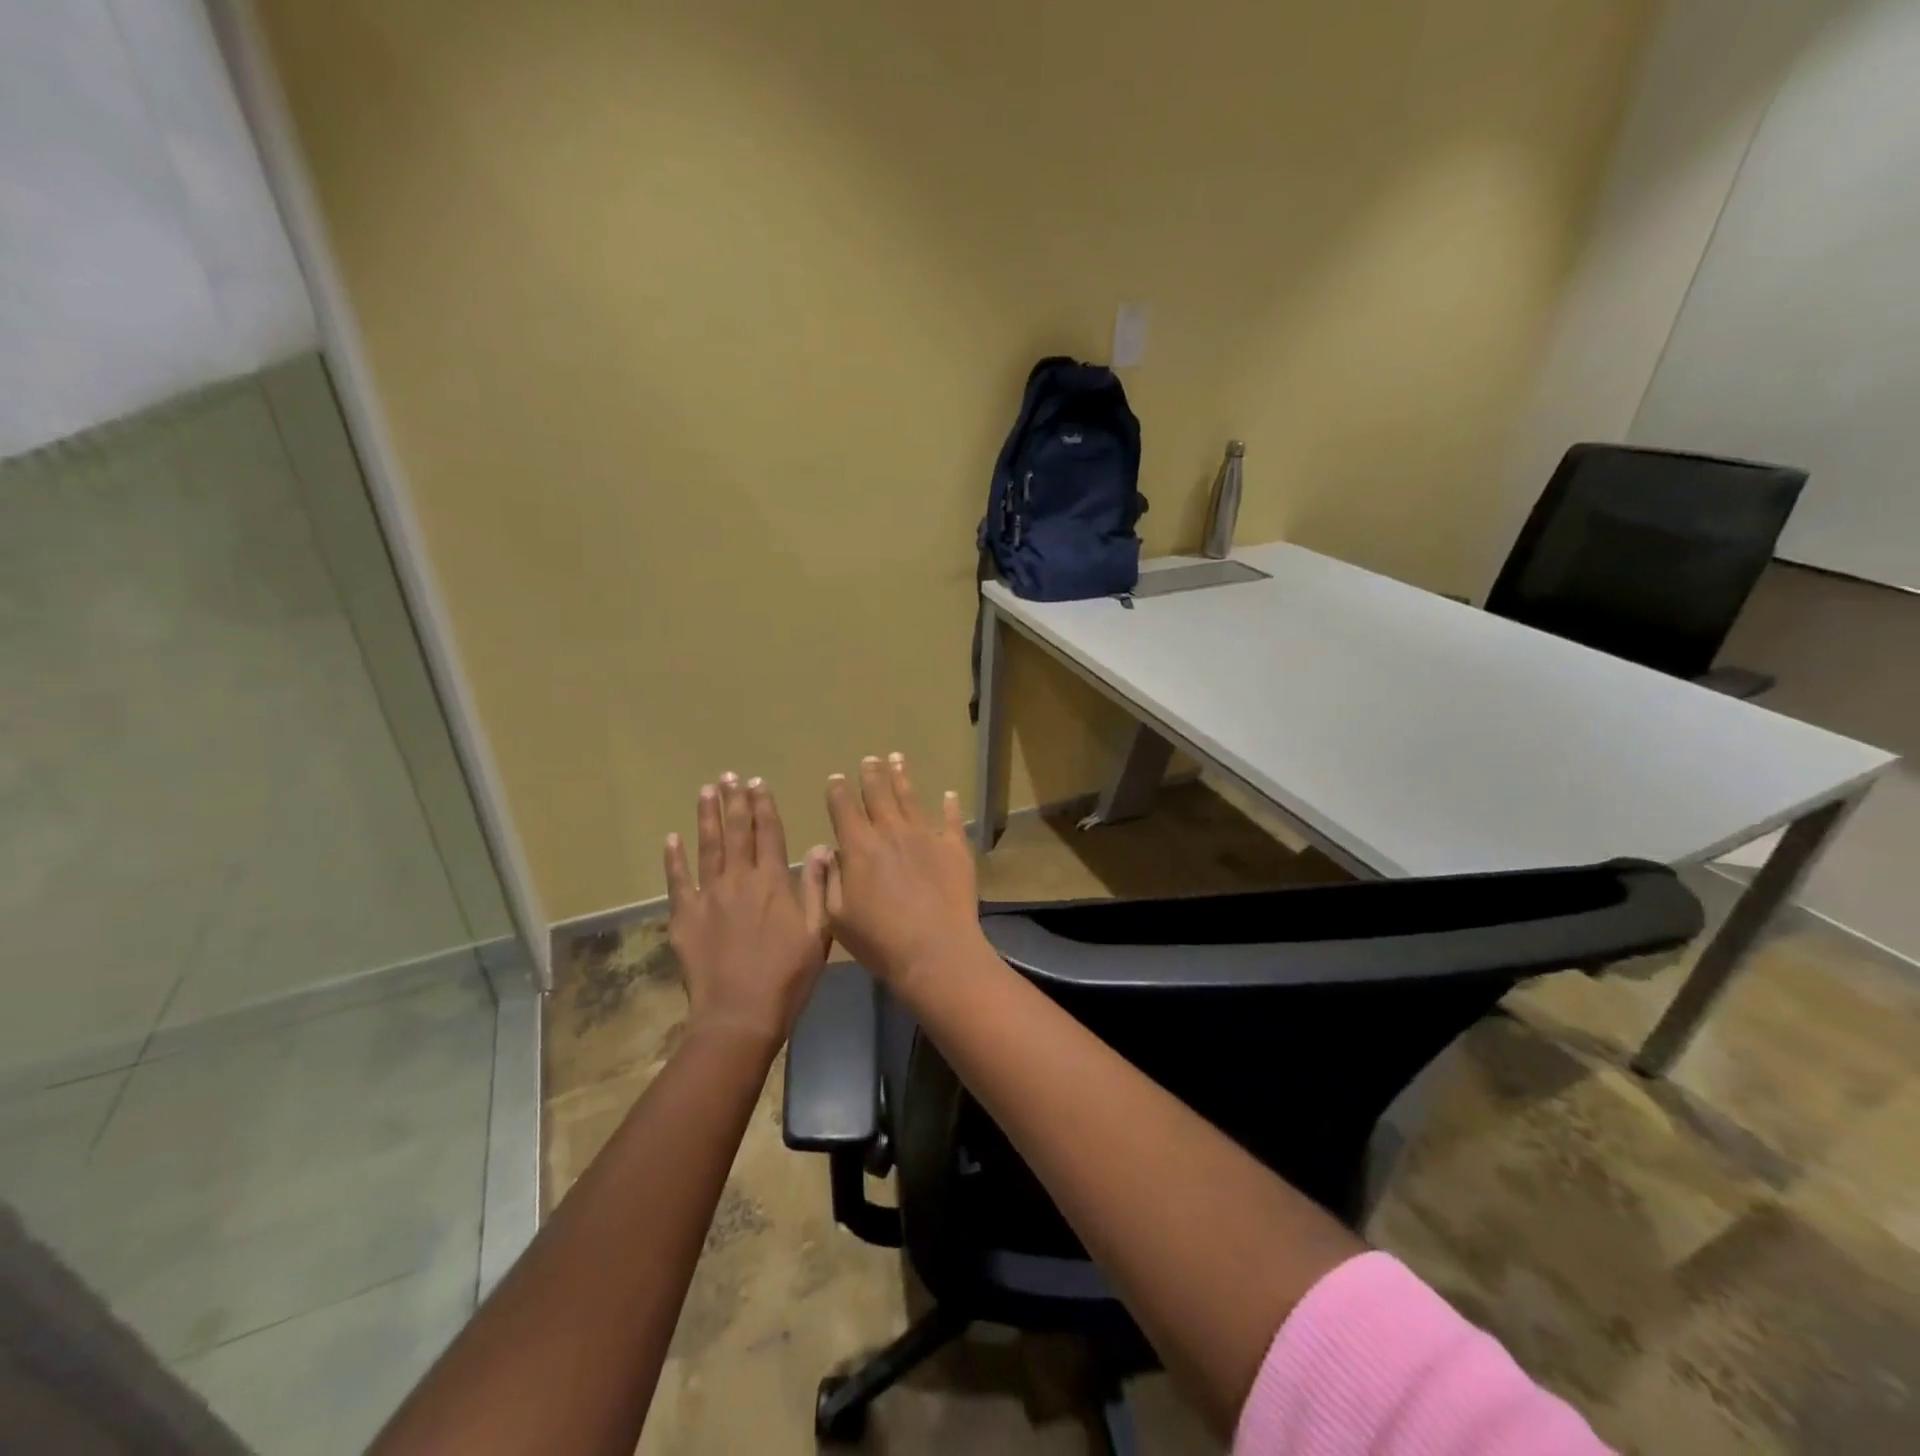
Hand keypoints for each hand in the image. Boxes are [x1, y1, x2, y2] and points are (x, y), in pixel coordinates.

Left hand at [665, 774, 831, 1051]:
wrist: (739, 1015)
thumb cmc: (787, 976)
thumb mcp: (818, 932)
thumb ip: (816, 887)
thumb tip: (822, 847)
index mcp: (773, 882)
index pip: (769, 833)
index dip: (763, 805)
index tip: (758, 782)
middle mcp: (739, 880)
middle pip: (736, 832)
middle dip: (734, 801)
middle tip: (729, 776)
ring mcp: (708, 896)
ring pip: (707, 847)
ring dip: (707, 817)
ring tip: (706, 791)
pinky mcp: (684, 917)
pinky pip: (677, 881)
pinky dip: (673, 858)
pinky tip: (672, 838)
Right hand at [822, 754, 985, 989]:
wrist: (936, 951)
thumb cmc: (880, 941)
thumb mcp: (837, 918)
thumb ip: (831, 880)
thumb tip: (828, 851)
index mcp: (859, 847)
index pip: (844, 809)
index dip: (838, 792)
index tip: (837, 778)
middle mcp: (892, 832)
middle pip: (878, 795)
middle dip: (872, 775)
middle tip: (870, 759)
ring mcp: (926, 836)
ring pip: (911, 799)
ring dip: (902, 777)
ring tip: (897, 758)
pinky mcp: (955, 847)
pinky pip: (952, 819)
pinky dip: (950, 805)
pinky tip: (949, 794)